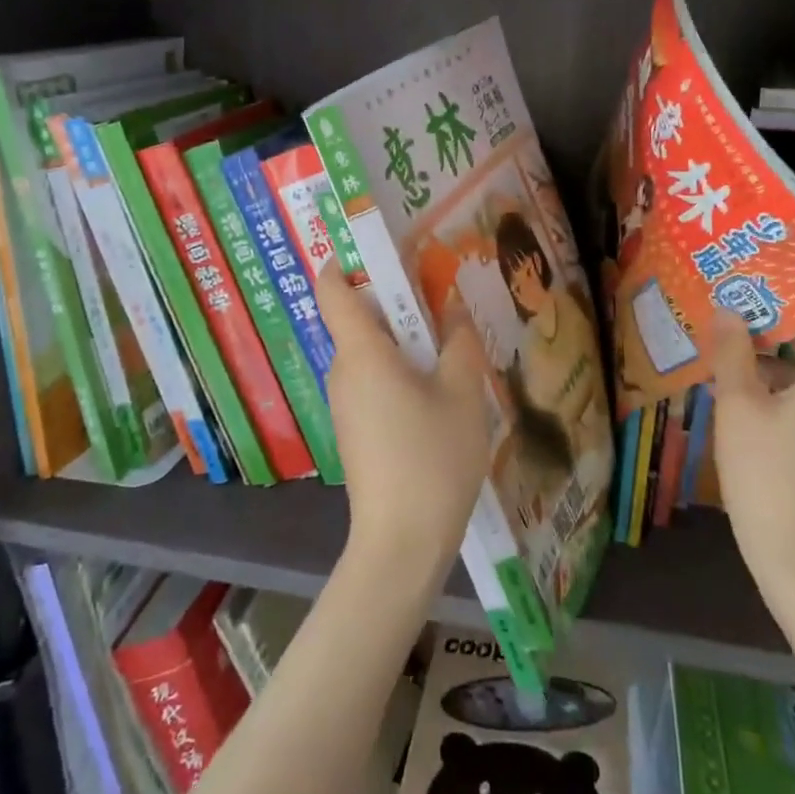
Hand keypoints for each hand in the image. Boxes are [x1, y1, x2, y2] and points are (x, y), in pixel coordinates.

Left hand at [315, 266, 489, 582]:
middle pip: (359, 318)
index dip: (346, 260)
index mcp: (362, 353)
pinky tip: (437, 391)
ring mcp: (345, 403)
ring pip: (370, 352)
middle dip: (398, 302)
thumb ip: (459, 342)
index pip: (333, 289)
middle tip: (443, 298)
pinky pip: (372, 380)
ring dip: (405, 340)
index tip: (382, 248)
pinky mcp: (354, 429)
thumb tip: (451, 305)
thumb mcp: (462, 394)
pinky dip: (399, 371)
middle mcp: (343, 371)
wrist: (400, 545)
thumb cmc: (432, 459)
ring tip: (449, 344)